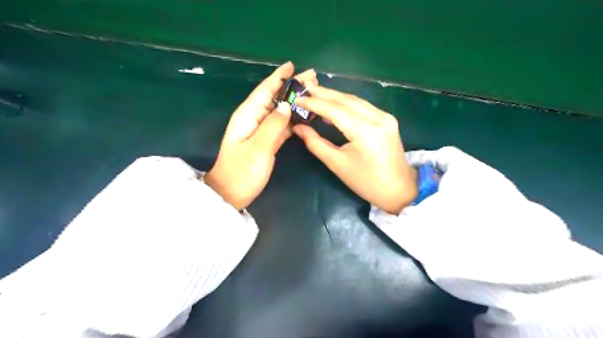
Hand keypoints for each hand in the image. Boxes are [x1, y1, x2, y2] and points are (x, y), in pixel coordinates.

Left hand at [206, 59, 319, 207]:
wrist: (232, 193)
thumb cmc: (243, 171)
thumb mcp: (259, 147)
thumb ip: (273, 124)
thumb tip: (287, 105)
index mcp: (248, 115)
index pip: (265, 90)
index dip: (278, 77)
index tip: (293, 65)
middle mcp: (253, 118)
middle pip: (274, 97)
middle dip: (291, 86)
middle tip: (312, 77)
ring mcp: (260, 130)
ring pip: (279, 110)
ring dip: (294, 101)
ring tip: (312, 93)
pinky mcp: (266, 141)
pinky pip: (281, 124)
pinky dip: (293, 119)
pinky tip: (304, 116)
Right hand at [294, 86, 416, 213]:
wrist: (399, 190)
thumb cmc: (366, 182)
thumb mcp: (337, 164)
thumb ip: (316, 143)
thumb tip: (298, 127)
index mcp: (366, 131)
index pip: (335, 110)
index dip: (314, 103)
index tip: (297, 98)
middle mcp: (378, 118)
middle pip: (346, 100)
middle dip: (324, 93)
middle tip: (304, 88)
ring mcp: (385, 117)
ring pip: (355, 100)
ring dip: (335, 96)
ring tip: (315, 93)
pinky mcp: (387, 119)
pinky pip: (363, 106)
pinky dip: (346, 104)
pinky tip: (334, 105)